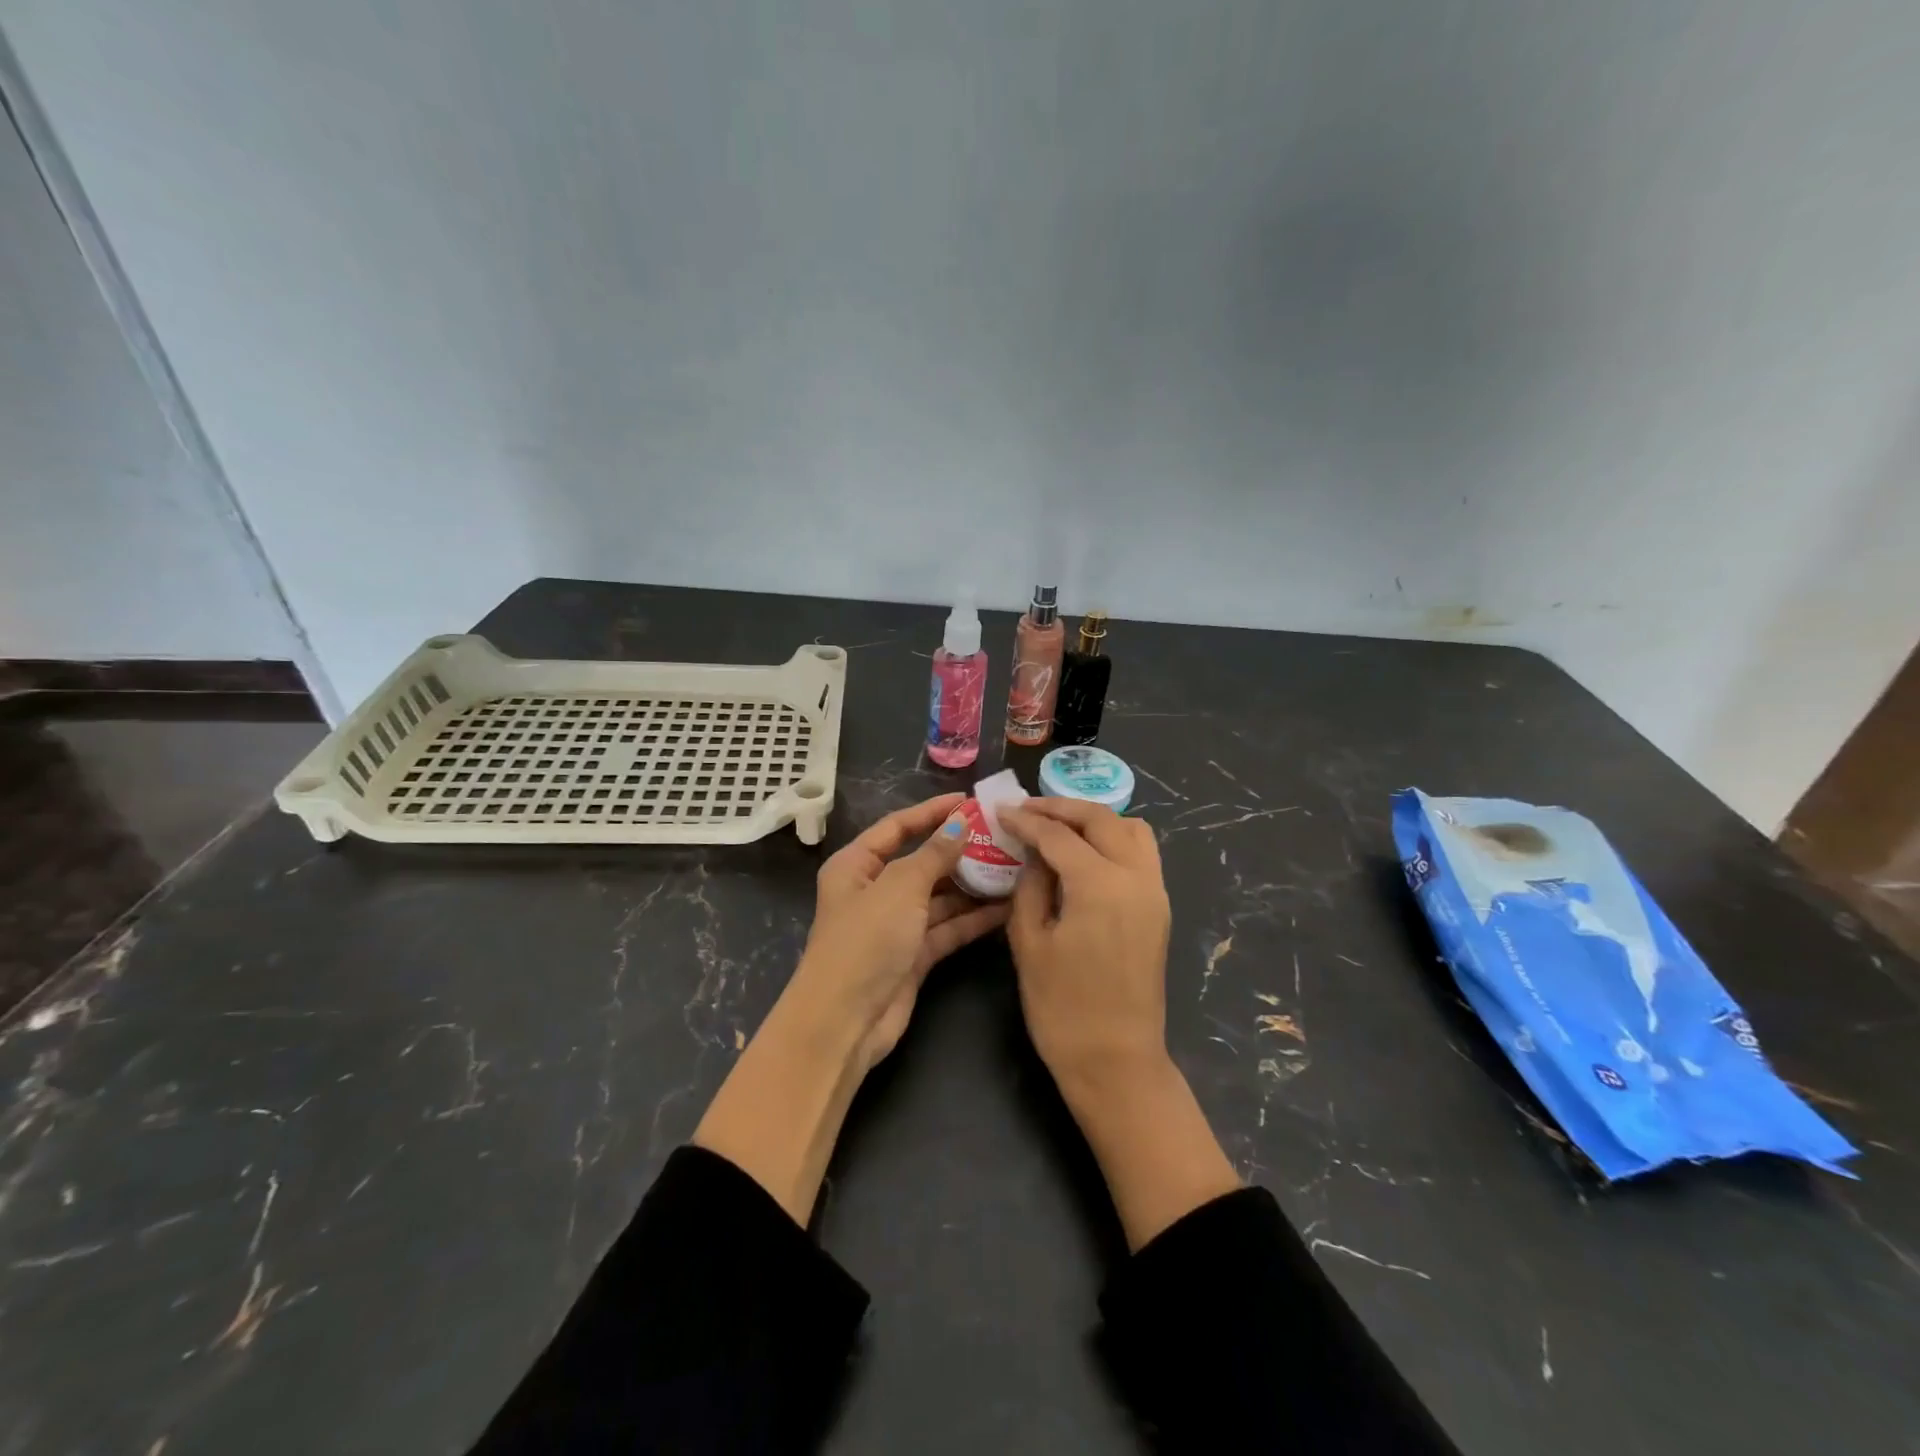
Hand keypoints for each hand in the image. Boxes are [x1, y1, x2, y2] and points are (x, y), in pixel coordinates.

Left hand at [796, 793, 1010, 1068]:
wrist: (845, 1021)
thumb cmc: (865, 940)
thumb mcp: (900, 887)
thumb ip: (934, 854)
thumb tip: (960, 824)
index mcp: (856, 865)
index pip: (897, 827)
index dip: (932, 812)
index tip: (969, 800)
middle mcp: (875, 890)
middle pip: (922, 861)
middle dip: (959, 851)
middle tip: (1003, 836)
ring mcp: (895, 925)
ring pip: (939, 896)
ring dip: (972, 885)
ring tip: (1015, 868)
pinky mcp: (914, 955)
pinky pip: (947, 927)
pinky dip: (972, 918)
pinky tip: (1006, 906)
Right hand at [1002, 799, 1237, 1250]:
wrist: (1116, 1062)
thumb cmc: (1062, 1007)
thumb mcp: (1029, 941)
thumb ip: (1031, 885)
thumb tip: (1034, 853)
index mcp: (1100, 884)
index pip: (1058, 836)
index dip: (1026, 821)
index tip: (1000, 811)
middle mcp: (1136, 877)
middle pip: (1101, 820)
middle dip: (1061, 808)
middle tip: (1027, 810)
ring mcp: (1155, 892)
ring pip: (1131, 830)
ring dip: (1094, 820)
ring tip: (1059, 826)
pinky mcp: (1159, 909)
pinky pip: (1142, 854)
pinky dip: (1114, 840)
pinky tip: (1085, 853)